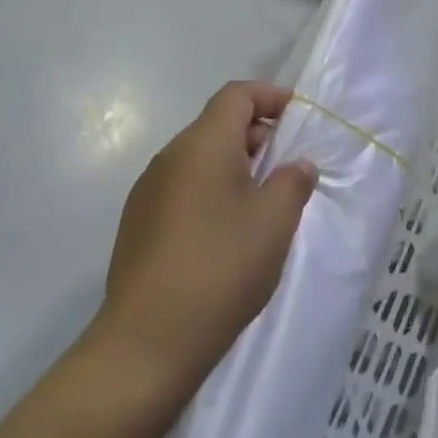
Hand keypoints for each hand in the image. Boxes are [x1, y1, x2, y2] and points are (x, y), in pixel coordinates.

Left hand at [93, 82, 315, 396]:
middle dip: (258, 135)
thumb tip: (297, 165)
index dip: (271, 97)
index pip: (237, 95)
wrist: (146, 343)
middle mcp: (170, 158)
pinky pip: (184, 188)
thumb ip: (292, 181)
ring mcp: (148, 192)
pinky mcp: (139, 225)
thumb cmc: (220, 268)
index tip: (299, 120)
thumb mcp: (274, 221)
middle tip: (289, 166)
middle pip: (218, 124)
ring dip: (235, 166)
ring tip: (264, 202)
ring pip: (200, 159)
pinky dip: (212, 192)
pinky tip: (229, 233)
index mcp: (202, 145)